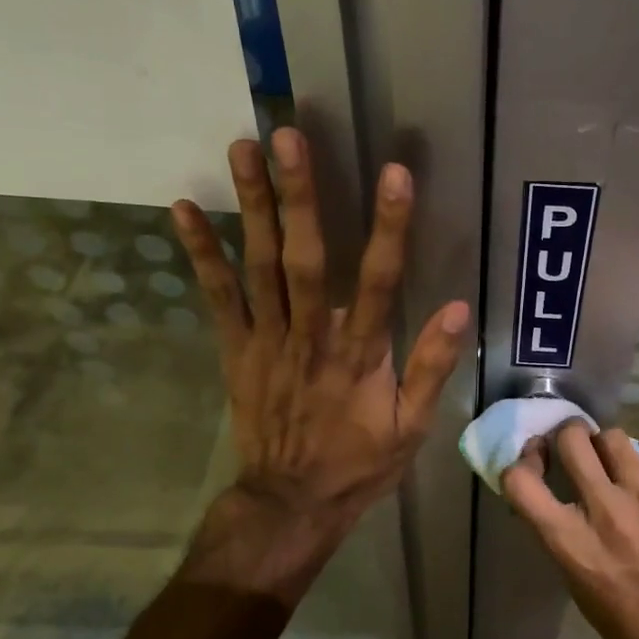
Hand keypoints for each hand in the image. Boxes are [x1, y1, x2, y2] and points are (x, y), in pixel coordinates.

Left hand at [171, 128, 468, 556]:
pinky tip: (182, 208)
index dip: (388, 227)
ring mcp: (267, 340)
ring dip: (252, 206)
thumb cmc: (358, 463)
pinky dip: (200, 252)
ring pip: (259, 266)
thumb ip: (432, 366)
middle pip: (305, 258)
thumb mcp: (412, 427)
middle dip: (300, 196)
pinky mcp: (236, 349)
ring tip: (244, 148)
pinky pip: (217, 296)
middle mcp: (310, 337)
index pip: (379, 281)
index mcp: (360, 355)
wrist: (290, 502)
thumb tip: (456, 308)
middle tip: (289, 136)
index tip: (395, 174)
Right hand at [502, 424, 638, 638]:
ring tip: (620, 461)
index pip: (521, 481)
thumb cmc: (636, 630)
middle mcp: (606, 510)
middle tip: (577, 450)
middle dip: (568, 438)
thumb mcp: (582, 591)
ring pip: (614, 437)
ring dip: (609, 445)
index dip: (521, 463)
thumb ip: (567, 542)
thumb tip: (560, 507)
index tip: (536, 465)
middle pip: (571, 439)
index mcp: (572, 542)